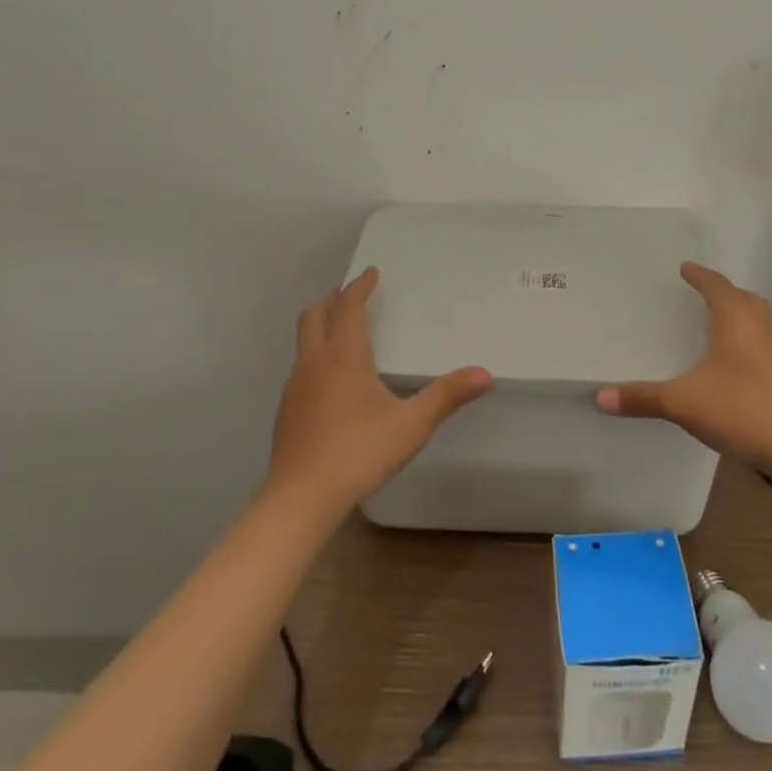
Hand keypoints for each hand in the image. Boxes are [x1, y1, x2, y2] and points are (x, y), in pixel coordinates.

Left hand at [267, 266, 493, 510]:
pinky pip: (300, 368)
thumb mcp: (411, 425)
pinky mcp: (286, 410)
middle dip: (332, 299)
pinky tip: (329, 381)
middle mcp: (315, 362)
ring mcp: (295, 387)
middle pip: (315, 316)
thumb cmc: (359, 452)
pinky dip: (314, 356)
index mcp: (344, 356)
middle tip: (349, 294)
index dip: (360, 287)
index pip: (350, 307)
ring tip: (340, 332)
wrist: (300, 499)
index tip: (371, 272)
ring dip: (320, 326)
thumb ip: (447, 396)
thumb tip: (485, 374)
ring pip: (303, 341)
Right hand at [595, 262, 771, 472]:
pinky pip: (760, 348)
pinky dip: (744, 346)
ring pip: (757, 324)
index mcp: (736, 321)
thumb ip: (642, 397)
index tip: (685, 268)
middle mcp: (759, 330)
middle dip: (725, 294)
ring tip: (714, 328)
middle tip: (704, 295)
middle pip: (746, 299)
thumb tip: (600, 396)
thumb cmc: (740, 409)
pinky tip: (729, 368)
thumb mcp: (682, 402)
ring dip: (738, 319)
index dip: (700, 276)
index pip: (717, 286)